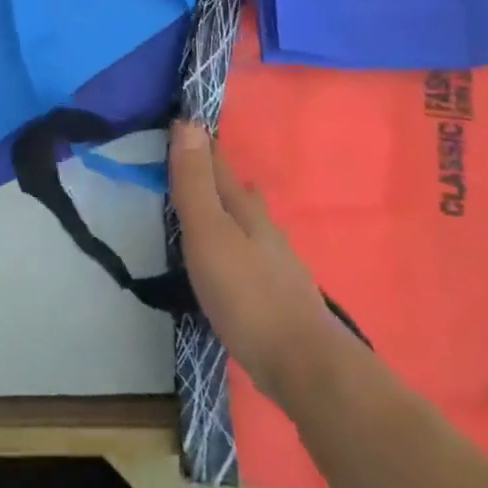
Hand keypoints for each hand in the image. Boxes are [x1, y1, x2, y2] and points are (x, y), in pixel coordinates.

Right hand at [169, 122, 339, 402]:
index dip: (200, 146)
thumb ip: (195, 183)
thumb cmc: (246, 293)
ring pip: (250, 222)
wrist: (303, 364)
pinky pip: (252, 252)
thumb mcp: (209, 232)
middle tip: (201, 160)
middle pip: (238, 193)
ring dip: (234, 207)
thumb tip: (188, 123)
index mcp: (245, 210)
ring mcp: (276, 263)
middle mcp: (264, 229)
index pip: (219, 167)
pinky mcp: (277, 295)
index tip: (183, 124)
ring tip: (222, 200)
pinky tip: (240, 255)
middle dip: (219, 176)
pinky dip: (240, 240)